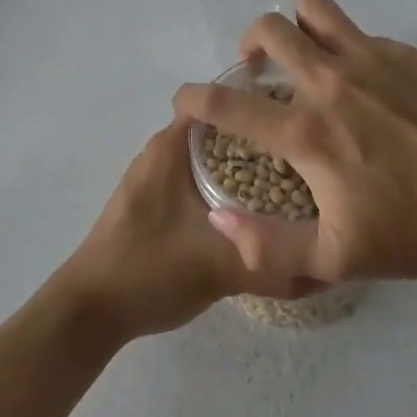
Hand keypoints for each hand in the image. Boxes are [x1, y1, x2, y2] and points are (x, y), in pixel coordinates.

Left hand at [57, 120, 317, 341]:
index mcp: (172, 147)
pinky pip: (198, 183)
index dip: (264, 107)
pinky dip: (225, 191)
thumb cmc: (150, 270)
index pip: (225, 104)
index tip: (302, 122)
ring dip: (244, 171)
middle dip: (262, 144)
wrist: (90, 312)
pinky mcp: (153, 203)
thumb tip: (325, 264)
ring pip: (210, 161)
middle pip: (222, 132)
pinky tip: (253, 215)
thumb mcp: (220, 267)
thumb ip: (272, 261)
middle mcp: (161, 152)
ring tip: (290, 187)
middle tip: (307, 161)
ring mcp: (154, 178)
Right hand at [173, 0, 416, 283]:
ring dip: (295, 25)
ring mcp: (368, 59)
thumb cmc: (409, 229)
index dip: (193, 98)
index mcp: (306, 133)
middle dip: (247, 44)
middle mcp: (329, 83)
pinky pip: (355, 30)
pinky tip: (360, 80)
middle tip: (257, 72)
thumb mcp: (335, 259)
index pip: (228, 104)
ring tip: (302, 55)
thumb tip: (219, 221)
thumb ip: (268, 246)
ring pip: (312, 8)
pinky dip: (341, 45)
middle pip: (268, 29)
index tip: (185, 99)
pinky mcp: (401, 53)